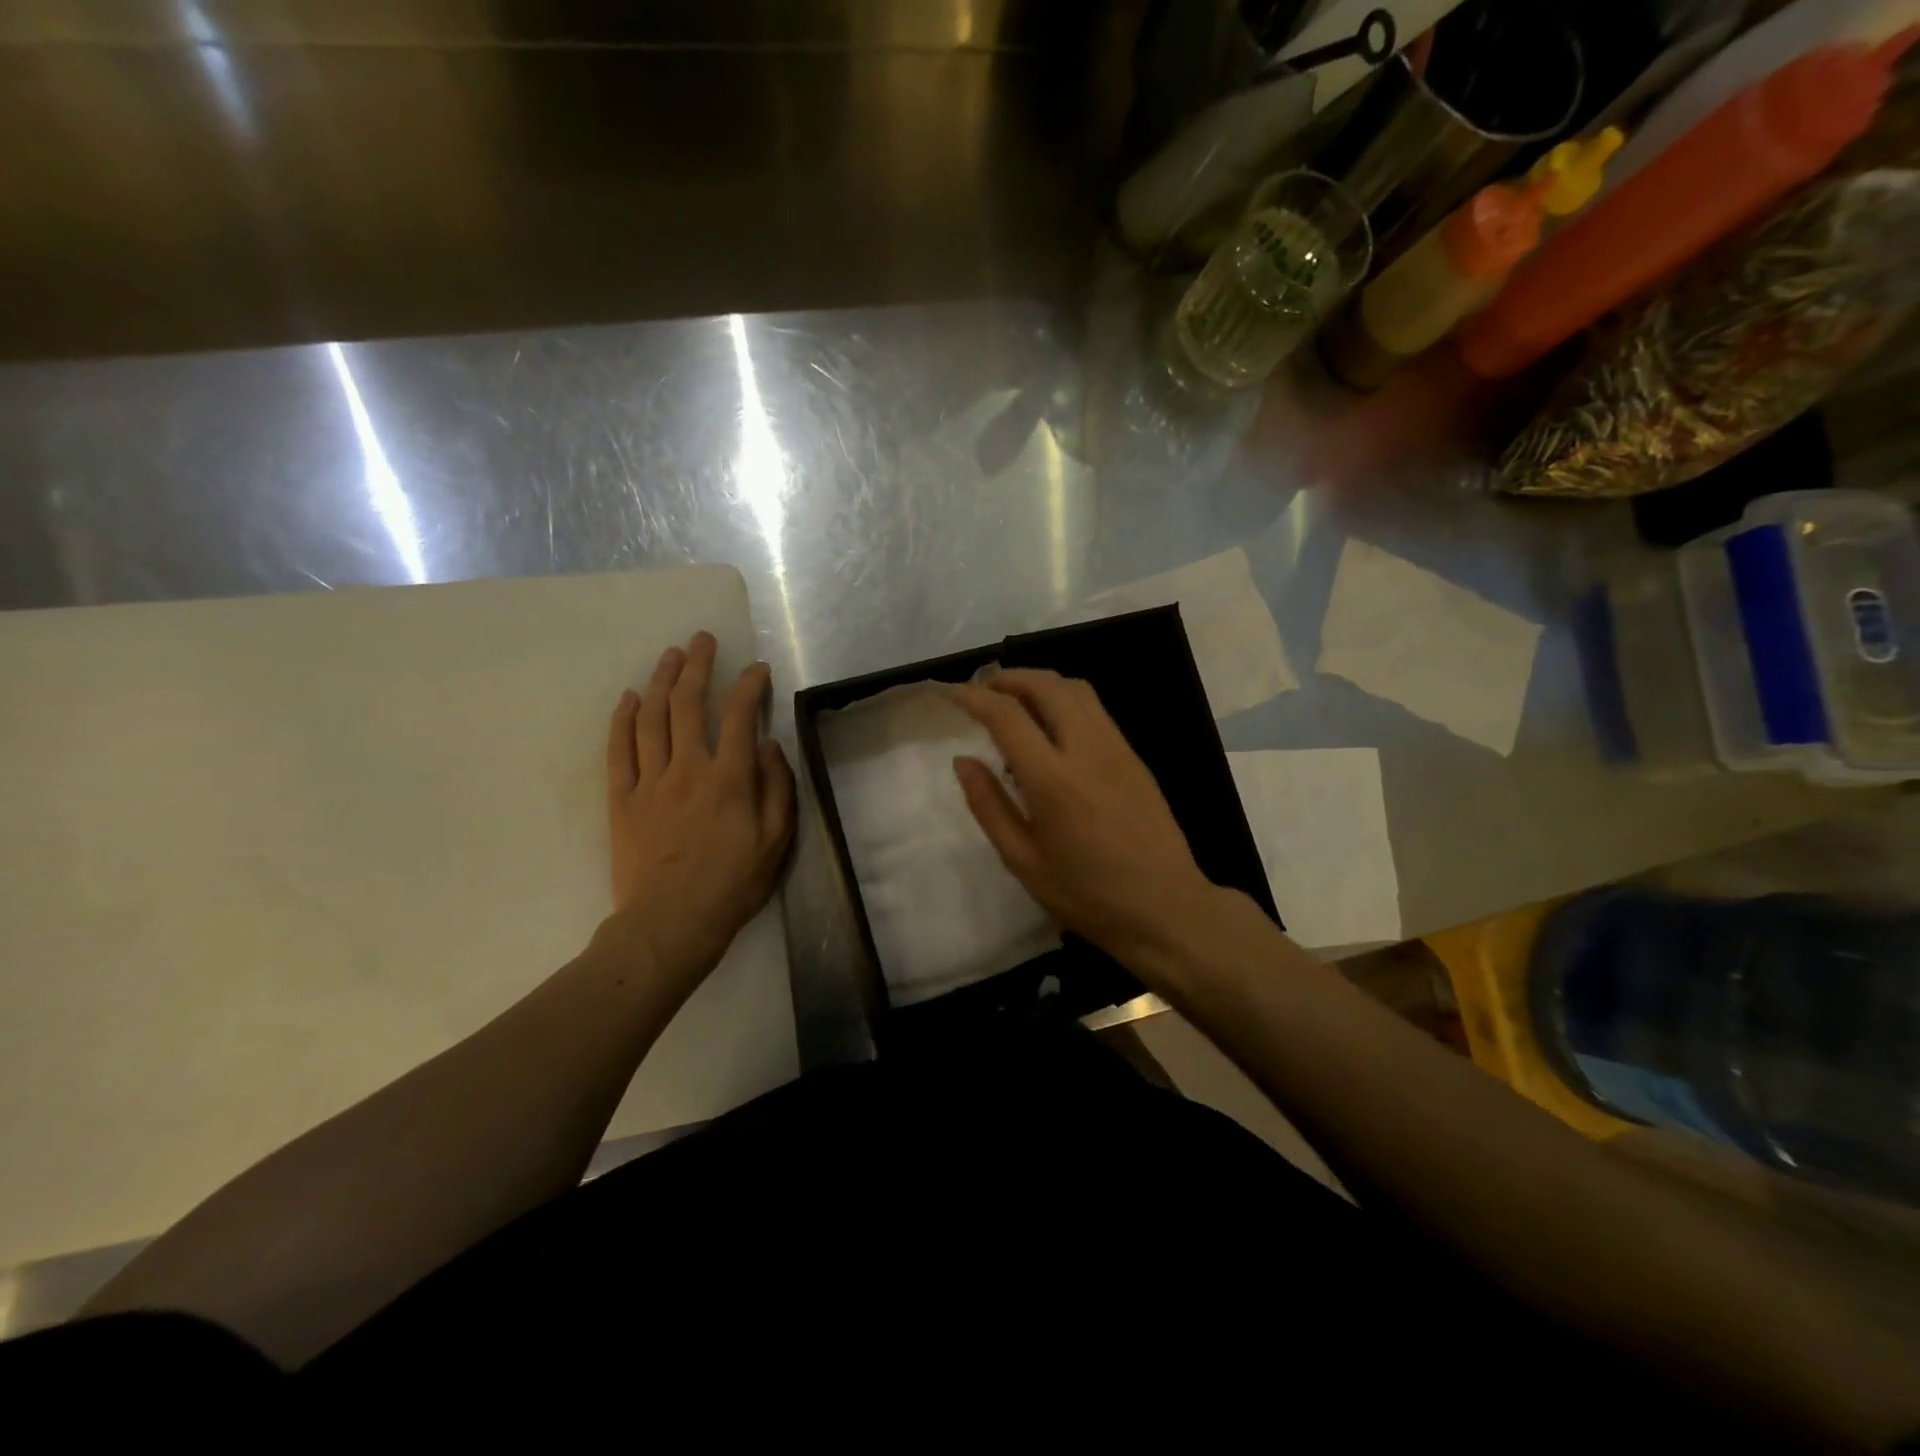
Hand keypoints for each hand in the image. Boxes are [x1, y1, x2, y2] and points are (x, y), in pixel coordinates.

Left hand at [604, 632, 794, 990]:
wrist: (671, 924)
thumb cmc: (733, 884)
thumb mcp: (776, 840)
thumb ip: (777, 787)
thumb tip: (768, 745)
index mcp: (730, 778)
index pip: (740, 715)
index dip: (749, 685)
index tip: (757, 669)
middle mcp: (688, 769)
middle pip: (688, 704)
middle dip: (697, 665)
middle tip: (702, 640)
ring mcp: (650, 782)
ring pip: (652, 718)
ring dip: (661, 681)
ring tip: (670, 656)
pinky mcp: (622, 800)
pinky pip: (618, 751)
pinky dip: (622, 720)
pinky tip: (629, 697)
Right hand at [951, 669, 1219, 970]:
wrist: (1166, 907)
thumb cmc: (1087, 895)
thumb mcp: (1023, 862)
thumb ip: (989, 806)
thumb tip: (963, 761)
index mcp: (1053, 780)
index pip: (1007, 715)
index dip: (974, 697)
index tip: (950, 693)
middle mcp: (1087, 750)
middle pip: (1046, 686)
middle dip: (1008, 678)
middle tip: (981, 691)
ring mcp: (1117, 748)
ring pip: (1076, 689)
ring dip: (1039, 683)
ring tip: (1014, 700)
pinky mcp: (1134, 756)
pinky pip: (1095, 709)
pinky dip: (1064, 699)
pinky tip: (1051, 726)